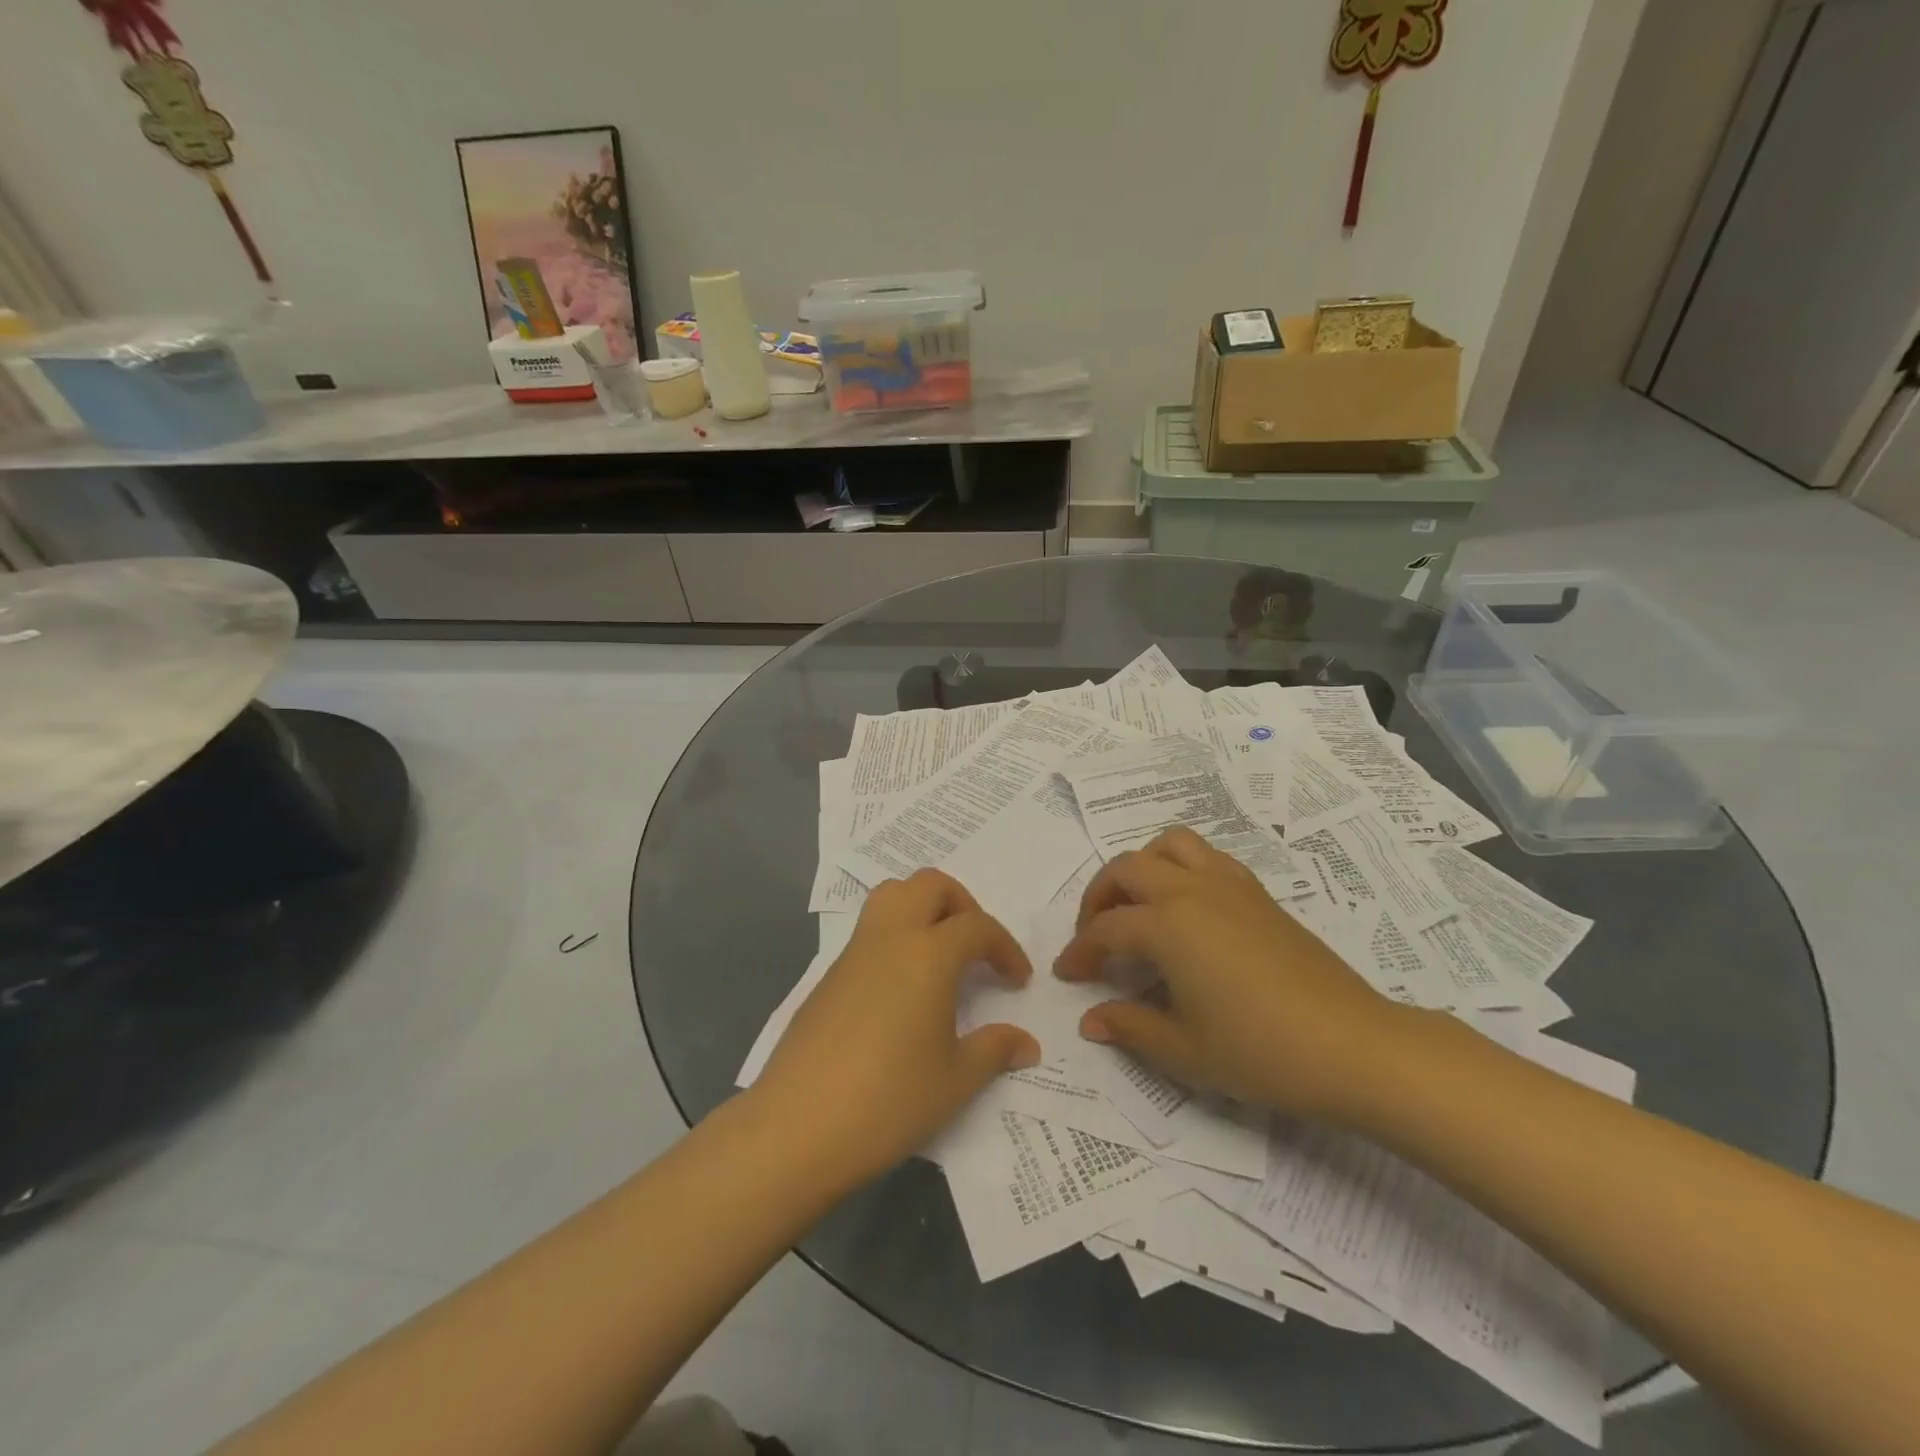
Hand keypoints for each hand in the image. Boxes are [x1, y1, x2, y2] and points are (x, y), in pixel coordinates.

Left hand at [754, 869, 1039, 1186]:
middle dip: (963, 905)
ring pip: (892, 895)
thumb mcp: (955, 1081)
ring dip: (923, 908)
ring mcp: (854, 953)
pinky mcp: (830, 974)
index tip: (1018, 981)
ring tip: (940, 955)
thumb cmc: (888, 1100)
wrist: (797, 1126)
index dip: (1005, 948)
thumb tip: (1026, 1043)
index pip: (977, 926)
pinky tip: (902, 989)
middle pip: (930, 885)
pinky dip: (896, 937)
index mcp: (928, 954)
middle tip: (976, 949)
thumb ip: (995, 1050)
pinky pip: (869, 930)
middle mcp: (890, 938)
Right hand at [1054, 827, 1405, 1120]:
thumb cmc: (1261, 1052)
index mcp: (1167, 925)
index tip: (1067, 975)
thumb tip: (1090, 1020)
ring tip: (1138, 906)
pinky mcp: (1258, 894)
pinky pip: (1208, 858)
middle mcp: (1191, 891)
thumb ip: (1130, 1027)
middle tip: (1094, 935)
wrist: (1353, 1046)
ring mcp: (1229, 886)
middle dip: (1099, 897)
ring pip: (1170, 846)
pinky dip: (1181, 868)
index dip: (1080, 951)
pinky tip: (1187, 909)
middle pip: (1127, 869)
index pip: (1106, 929)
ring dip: (1142, 867)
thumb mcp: (1184, 1050)